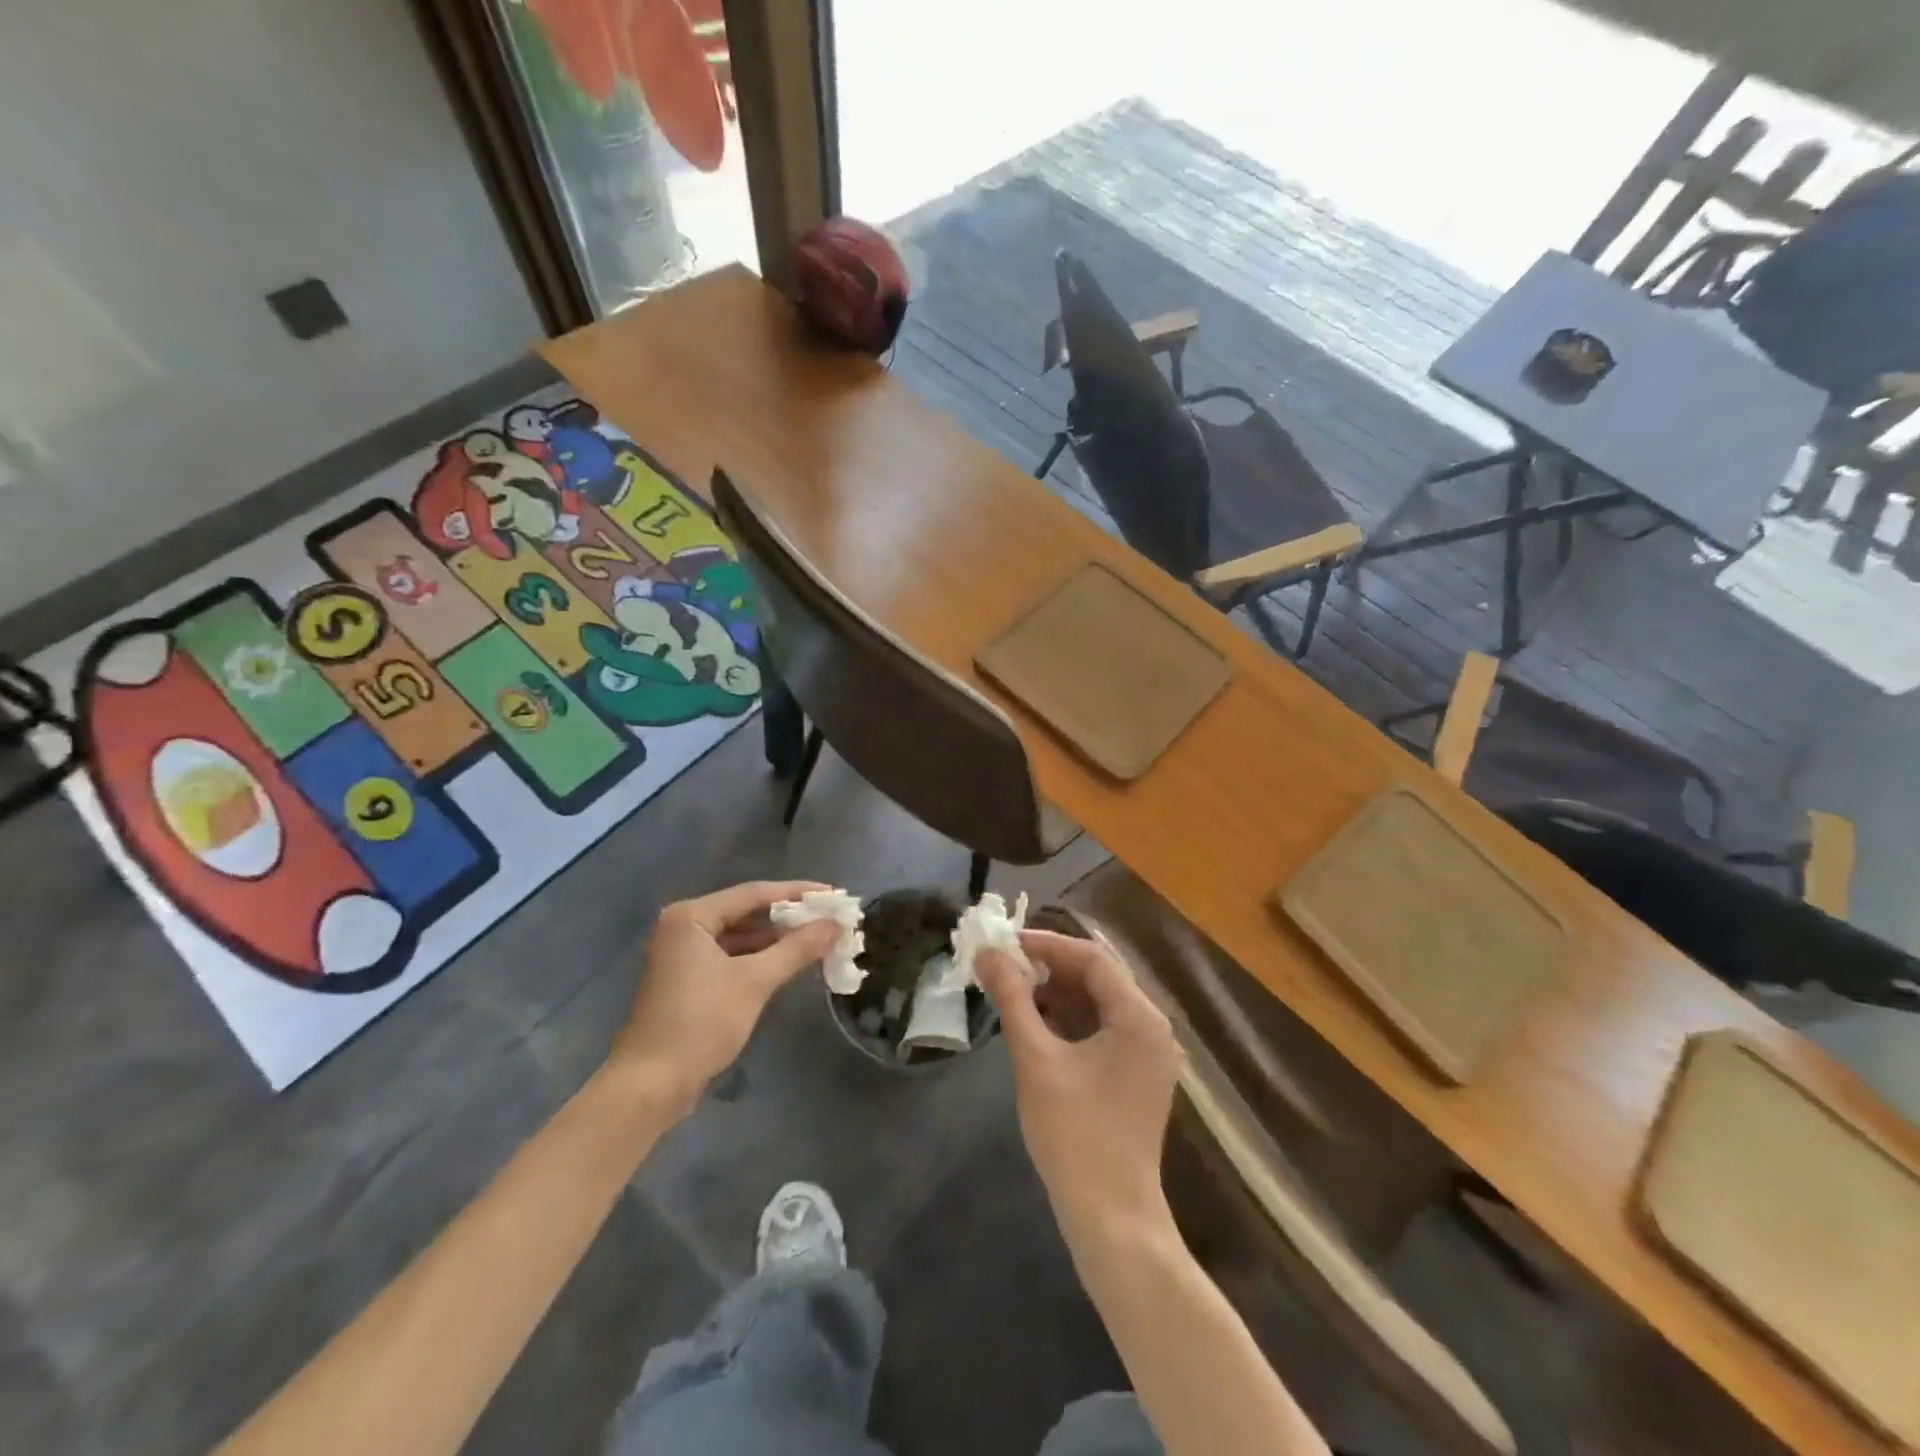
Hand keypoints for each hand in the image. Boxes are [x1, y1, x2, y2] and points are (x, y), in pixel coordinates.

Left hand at [609, 880, 839, 1111]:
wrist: (649, 1086)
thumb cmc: (700, 1023)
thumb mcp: (754, 982)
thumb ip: (796, 949)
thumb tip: (835, 925)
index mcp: (691, 917)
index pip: (754, 893)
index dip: (797, 893)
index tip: (833, 895)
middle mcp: (683, 927)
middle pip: (746, 913)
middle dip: (789, 918)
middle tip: (829, 919)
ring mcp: (682, 955)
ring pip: (739, 937)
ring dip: (776, 940)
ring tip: (817, 940)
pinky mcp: (687, 981)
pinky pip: (730, 958)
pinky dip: (758, 959)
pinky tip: (788, 964)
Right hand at [976, 929, 1182, 1234]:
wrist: (1111, 1219)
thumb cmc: (1074, 1133)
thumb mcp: (1036, 1059)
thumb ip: (1012, 999)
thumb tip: (987, 953)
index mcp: (1139, 1017)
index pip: (1092, 958)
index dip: (1047, 944)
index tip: (1005, 943)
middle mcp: (1151, 1028)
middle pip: (1099, 977)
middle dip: (1049, 967)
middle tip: (1004, 965)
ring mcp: (1147, 1055)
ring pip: (1099, 1004)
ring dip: (1057, 993)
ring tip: (1012, 990)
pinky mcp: (1136, 1077)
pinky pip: (1102, 1030)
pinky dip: (1069, 1020)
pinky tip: (1035, 1023)